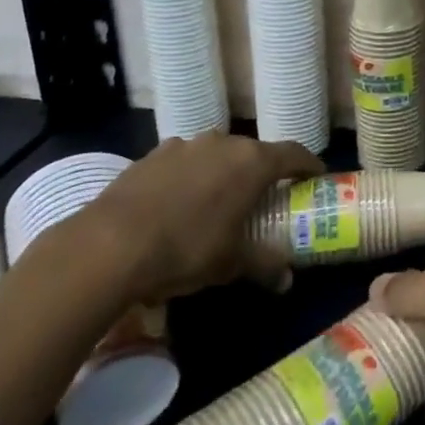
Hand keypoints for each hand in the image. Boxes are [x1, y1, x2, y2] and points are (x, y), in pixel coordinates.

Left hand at [74, 132, 322, 302]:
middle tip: (265, 197)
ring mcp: (185, 145)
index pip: (294, 153)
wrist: (108, 245)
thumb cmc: (186, 249)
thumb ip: (263, 265)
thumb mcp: (230, 264)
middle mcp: (223, 143)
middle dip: (262, 172)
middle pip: (254, 152)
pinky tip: (178, 204)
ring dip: (223, 172)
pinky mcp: (152, 155)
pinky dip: (190, 177)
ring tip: (218, 201)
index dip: (308, 165)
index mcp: (252, 162)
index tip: (316, 177)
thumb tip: (286, 281)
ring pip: (216, 155)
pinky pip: (184, 162)